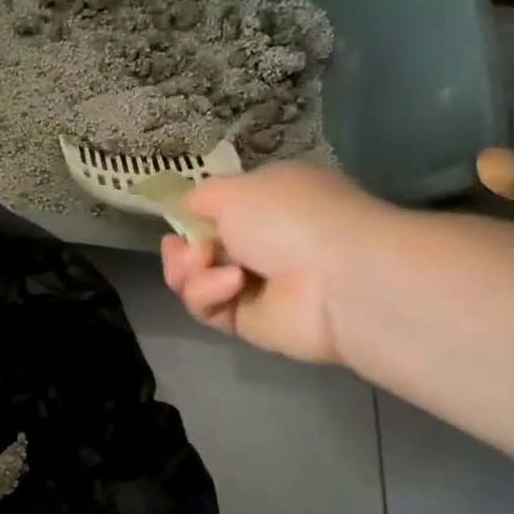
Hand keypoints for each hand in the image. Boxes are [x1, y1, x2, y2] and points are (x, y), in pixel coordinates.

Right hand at [160, 162, 393, 363]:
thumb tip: (188, 208)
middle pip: (200, 250)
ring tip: (202, 264)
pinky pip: (208, 309)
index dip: (193, 218)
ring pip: (196, 282)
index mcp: (269, 203)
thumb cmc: (288, 217)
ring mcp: (257, 286)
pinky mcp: (250, 323)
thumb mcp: (235, 189)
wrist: (335, 278)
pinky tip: (231, 283)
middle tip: (183, 249)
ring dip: (189, 271)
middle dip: (183, 249)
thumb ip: (202, 197)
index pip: (220, 212)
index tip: (178, 221)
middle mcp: (264, 243)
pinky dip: (208, 294)